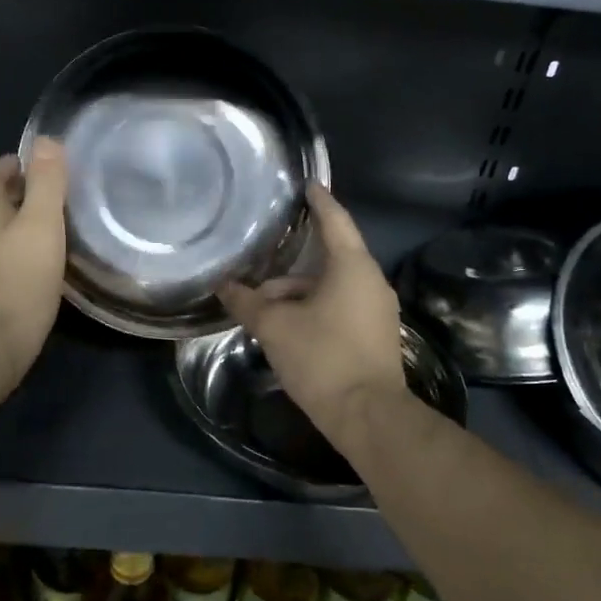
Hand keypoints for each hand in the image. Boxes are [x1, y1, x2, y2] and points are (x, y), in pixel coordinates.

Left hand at [0, 138, 67, 389]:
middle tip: (50, 193)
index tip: (33, 162)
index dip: (9, 165)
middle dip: (15, 194)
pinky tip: (38, 266)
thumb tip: (45, 140)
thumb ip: (46, 184)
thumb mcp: (41, 226)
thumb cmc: (18, 282)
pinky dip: (16, 254)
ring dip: (16, 225)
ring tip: (49, 227)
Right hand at [219, 185, 406, 437]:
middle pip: (329, 258)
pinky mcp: (375, 335)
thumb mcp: (275, 327)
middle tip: (261, 262)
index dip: (319, 200)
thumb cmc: (323, 358)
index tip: (308, 183)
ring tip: (263, 309)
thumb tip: (223, 286)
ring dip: (298, 293)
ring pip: (332, 287)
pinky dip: (314, 308)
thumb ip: (247, 302)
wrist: (369, 416)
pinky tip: (288, 328)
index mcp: (352, 266)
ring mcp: (377, 310)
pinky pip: (341, 307)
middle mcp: (371, 281)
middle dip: (292, 263)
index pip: (335, 219)